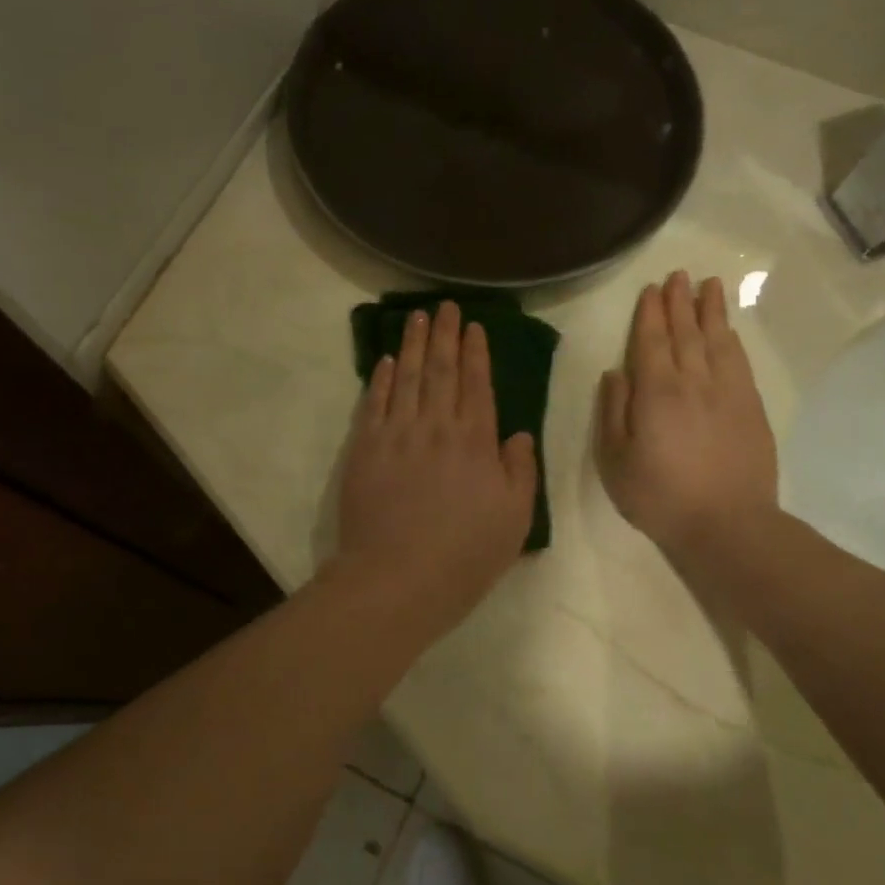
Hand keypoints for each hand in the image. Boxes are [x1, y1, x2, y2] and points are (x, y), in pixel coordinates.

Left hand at [334, 301, 537, 629]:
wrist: (398, 578)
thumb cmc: (465, 554)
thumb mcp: (515, 518)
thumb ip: (519, 470)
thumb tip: (515, 434)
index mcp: (475, 441)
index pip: (476, 383)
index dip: (475, 352)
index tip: (473, 326)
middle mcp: (436, 426)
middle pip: (439, 370)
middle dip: (444, 335)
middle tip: (444, 306)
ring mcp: (396, 434)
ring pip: (404, 377)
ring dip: (411, 344)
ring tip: (416, 317)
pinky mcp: (364, 448)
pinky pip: (373, 403)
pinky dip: (379, 379)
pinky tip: (383, 361)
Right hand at [596, 272, 779, 563]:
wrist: (728, 525)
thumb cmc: (660, 496)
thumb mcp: (616, 460)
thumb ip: (613, 412)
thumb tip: (615, 373)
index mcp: (656, 392)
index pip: (651, 342)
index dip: (650, 314)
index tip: (651, 290)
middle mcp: (693, 381)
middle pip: (685, 333)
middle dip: (679, 302)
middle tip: (678, 274)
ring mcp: (727, 392)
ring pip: (717, 340)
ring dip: (711, 311)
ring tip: (709, 285)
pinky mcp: (751, 408)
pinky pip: (739, 362)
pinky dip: (732, 340)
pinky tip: (728, 330)